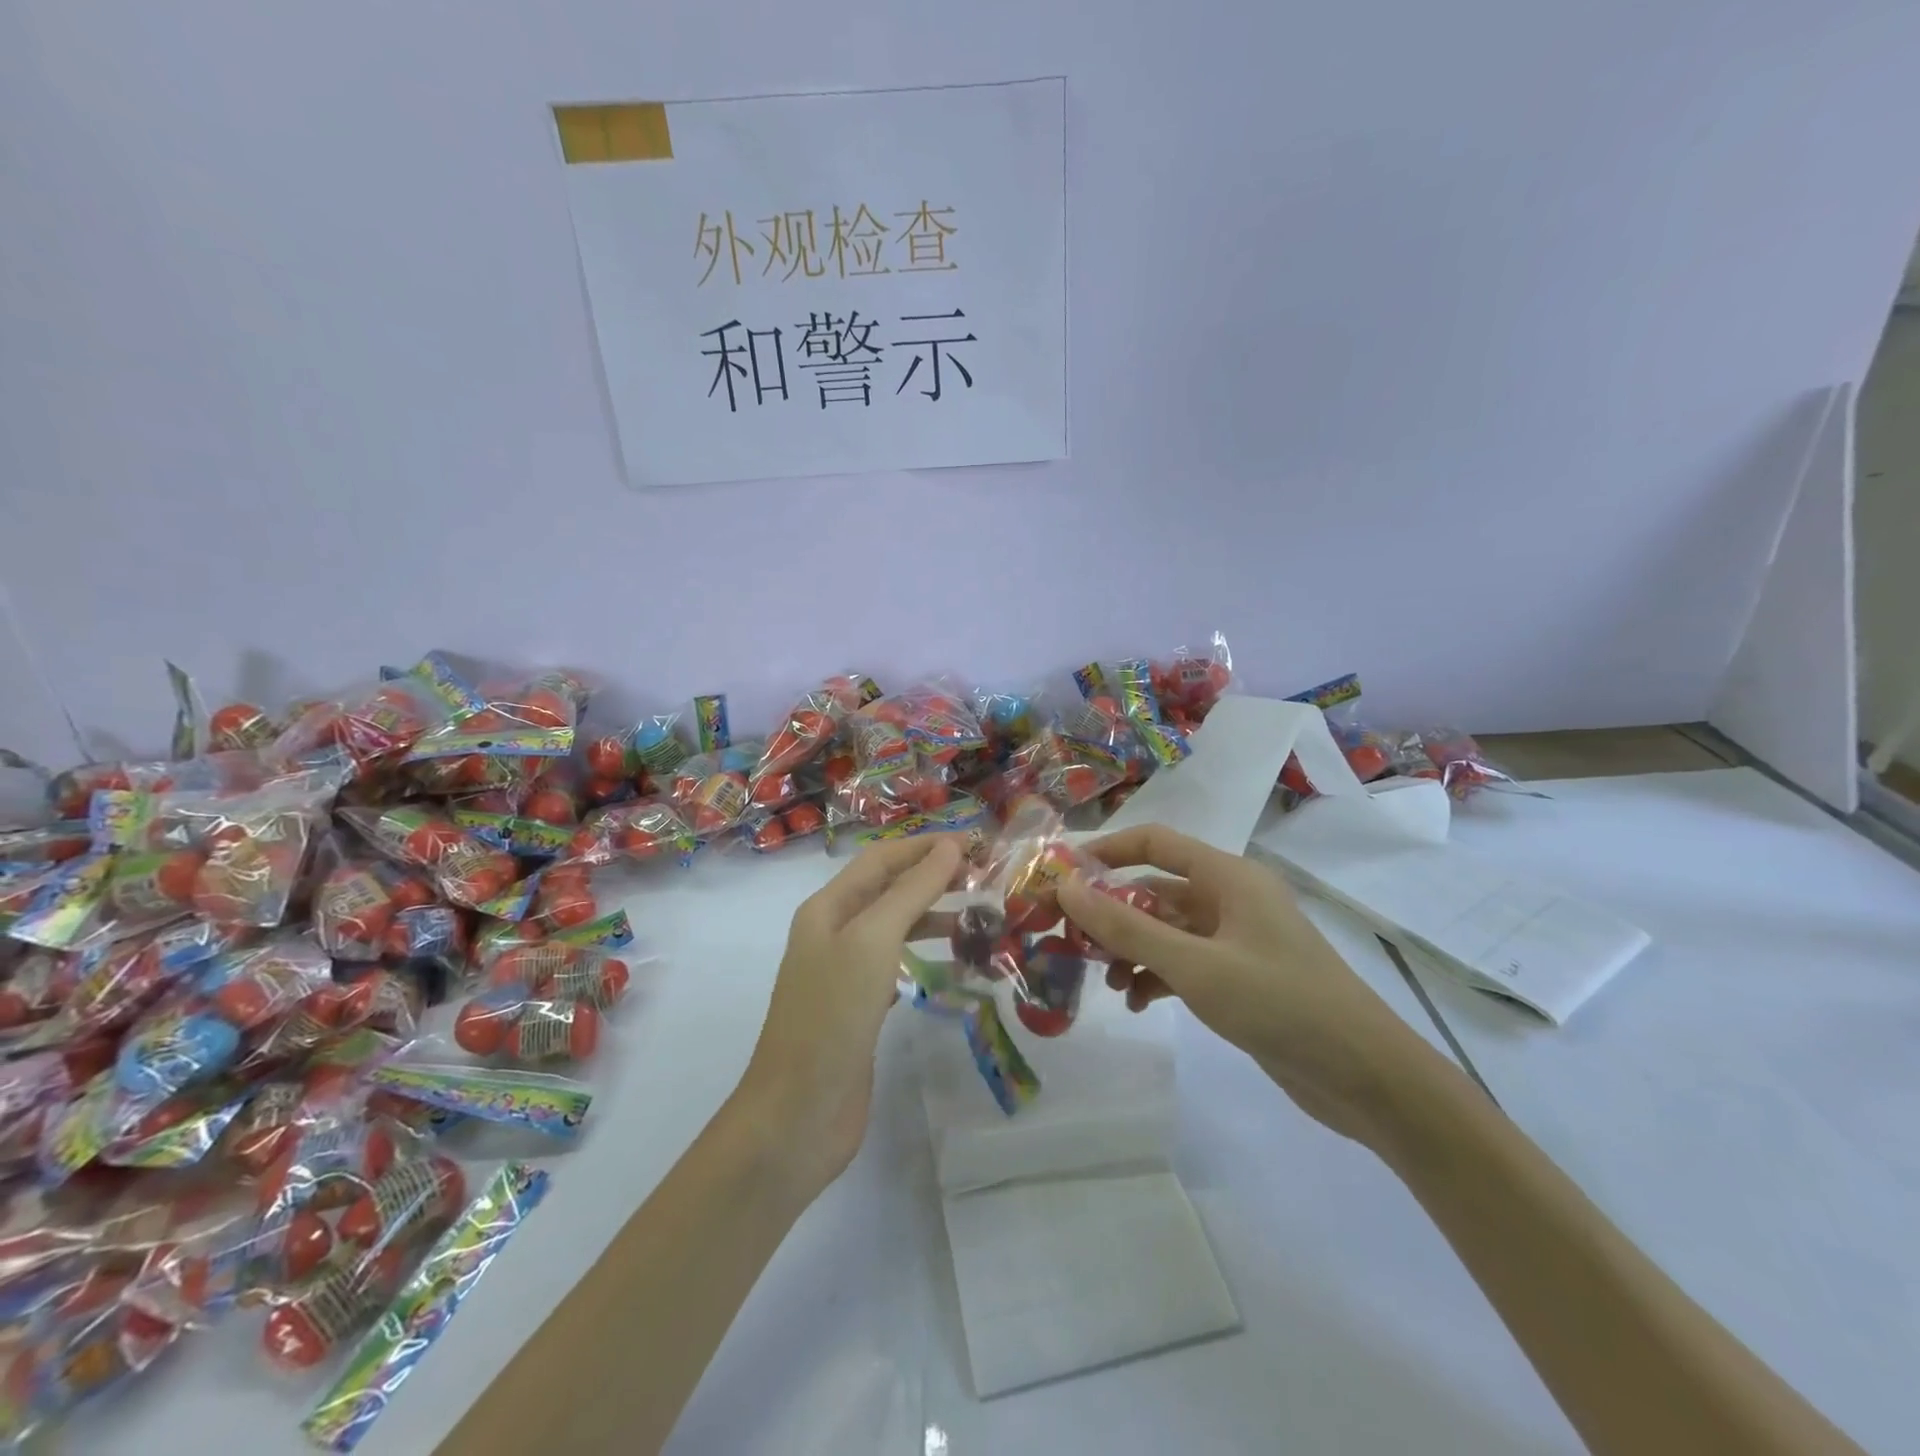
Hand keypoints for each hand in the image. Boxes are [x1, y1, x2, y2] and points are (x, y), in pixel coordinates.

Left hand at [736, 834, 962, 1193]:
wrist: (797, 1114)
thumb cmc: (832, 1015)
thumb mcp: (873, 941)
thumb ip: (912, 891)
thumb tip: (948, 846)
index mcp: (827, 908)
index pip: (882, 859)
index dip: (926, 846)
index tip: (976, 844)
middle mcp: (833, 932)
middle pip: (889, 889)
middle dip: (934, 878)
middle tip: (986, 879)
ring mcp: (844, 972)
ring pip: (895, 927)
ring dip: (934, 917)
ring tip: (980, 919)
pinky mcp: (859, 1008)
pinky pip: (897, 965)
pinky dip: (926, 955)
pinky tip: (954, 963)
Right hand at [1057, 825, 1429, 1144]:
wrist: (1366, 1077)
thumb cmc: (1279, 1004)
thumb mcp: (1194, 965)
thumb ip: (1127, 927)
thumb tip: (1066, 888)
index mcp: (1227, 877)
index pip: (1154, 842)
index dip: (1105, 851)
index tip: (1061, 874)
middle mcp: (1230, 898)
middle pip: (1155, 888)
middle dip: (1111, 911)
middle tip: (1069, 938)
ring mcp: (1236, 939)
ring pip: (1166, 929)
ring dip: (1131, 948)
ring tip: (1105, 981)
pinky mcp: (1240, 977)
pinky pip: (1183, 962)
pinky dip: (1155, 975)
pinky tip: (1137, 1002)